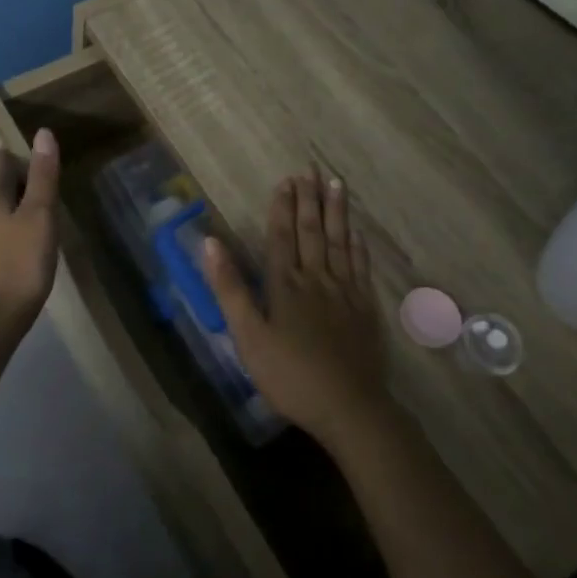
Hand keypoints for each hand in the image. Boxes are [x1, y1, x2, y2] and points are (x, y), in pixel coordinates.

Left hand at [0, 128, 60, 348]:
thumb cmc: (18, 267)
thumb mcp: (39, 218)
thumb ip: (43, 178)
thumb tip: (42, 133)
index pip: (2, 166)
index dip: (17, 157)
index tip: (32, 154)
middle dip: (16, 185)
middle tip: (43, 186)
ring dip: (12, 212)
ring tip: (37, 218)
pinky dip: (8, 235)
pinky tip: (22, 250)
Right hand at [200, 166, 390, 447]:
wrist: (348, 407)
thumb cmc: (290, 375)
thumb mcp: (248, 336)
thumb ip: (230, 288)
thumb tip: (211, 243)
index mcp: (284, 284)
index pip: (281, 236)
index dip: (282, 207)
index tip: (286, 180)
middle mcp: (316, 278)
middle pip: (312, 231)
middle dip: (309, 199)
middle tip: (311, 169)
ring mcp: (345, 292)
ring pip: (340, 242)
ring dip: (337, 212)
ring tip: (336, 184)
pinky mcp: (365, 308)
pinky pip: (361, 267)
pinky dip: (357, 245)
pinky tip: (357, 232)